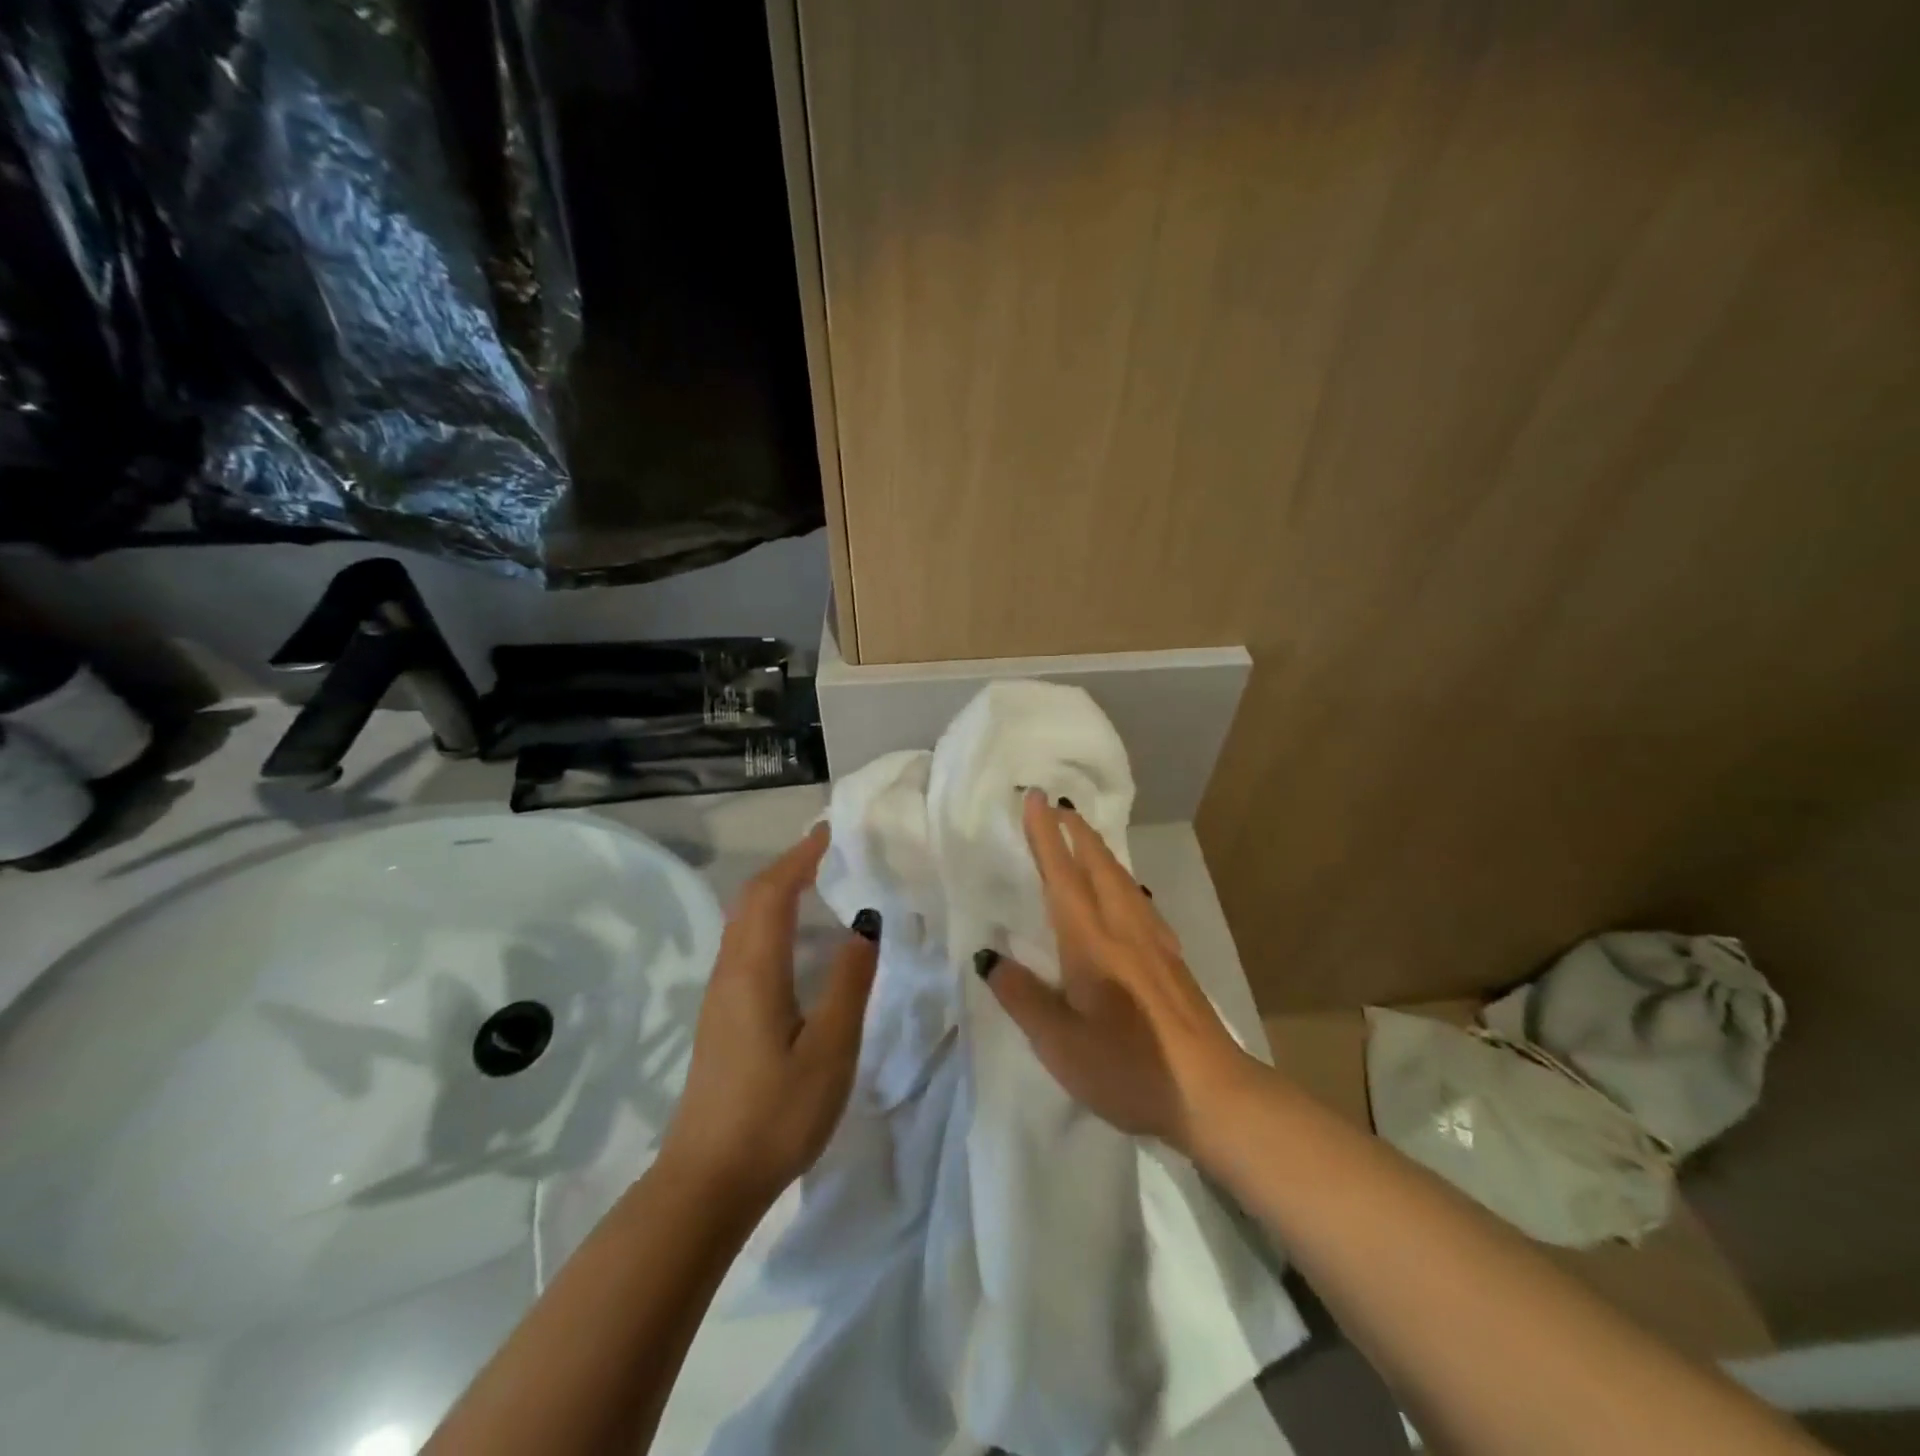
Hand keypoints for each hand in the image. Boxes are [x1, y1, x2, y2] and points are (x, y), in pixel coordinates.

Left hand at [658, 823, 879, 1208]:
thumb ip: (848, 982)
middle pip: (751, 899)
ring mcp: (719, 996)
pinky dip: (768, 920)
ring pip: (743, 922)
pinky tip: (792, 939)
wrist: (707, 1182)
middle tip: (826, 851)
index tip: (830, 832)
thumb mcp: (830, 1049)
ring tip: (815, 882)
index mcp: (754, 971)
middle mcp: (730, 972)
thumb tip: (865, 924)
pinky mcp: (720, 1017)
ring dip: (775, 891)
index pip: (773, 892)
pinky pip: (743, 945)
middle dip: (786, 866)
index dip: (800, 857)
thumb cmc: (776, 1114)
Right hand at [982, 790, 1252, 1155]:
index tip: (1036, 798)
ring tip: (1083, 838)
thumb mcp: (1061, 1045)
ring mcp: (1155, 942)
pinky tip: (1124, 893)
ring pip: (1122, 879)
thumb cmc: (1129, 1070)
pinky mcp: (1172, 959)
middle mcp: (1124, 929)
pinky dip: (1120, 878)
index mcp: (1092, 943)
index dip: (1046, 836)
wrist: (1213, 1093)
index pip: (1063, 876)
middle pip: (1099, 866)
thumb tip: (989, 958)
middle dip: (1076, 832)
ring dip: (1099, 850)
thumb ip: (1023, 997)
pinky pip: (1138, 899)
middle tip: (1058, 806)